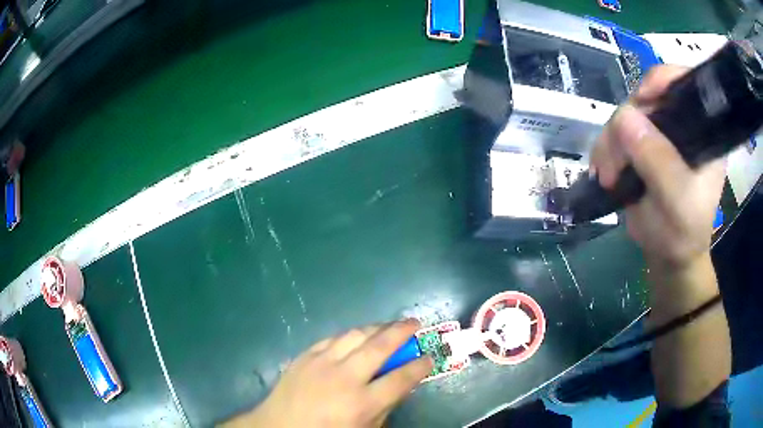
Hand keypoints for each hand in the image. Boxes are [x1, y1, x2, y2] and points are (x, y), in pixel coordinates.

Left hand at [224, 320, 431, 427]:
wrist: (279, 427)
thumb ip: (384, 408)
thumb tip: (400, 385)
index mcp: (362, 403)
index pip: (401, 378)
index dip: (420, 365)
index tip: (429, 357)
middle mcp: (344, 378)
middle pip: (380, 347)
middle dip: (402, 331)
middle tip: (415, 323)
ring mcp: (321, 363)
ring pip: (355, 335)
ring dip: (377, 327)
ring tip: (389, 325)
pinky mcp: (305, 356)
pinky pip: (332, 339)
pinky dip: (350, 335)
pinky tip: (357, 336)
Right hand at [591, 65, 725, 270]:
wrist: (668, 258)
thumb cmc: (682, 233)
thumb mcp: (677, 200)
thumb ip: (658, 160)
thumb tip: (624, 118)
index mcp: (702, 132)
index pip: (684, 84)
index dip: (662, 81)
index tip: (642, 101)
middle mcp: (681, 124)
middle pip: (648, 98)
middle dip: (627, 125)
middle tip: (615, 162)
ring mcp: (660, 134)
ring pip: (627, 115)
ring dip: (611, 142)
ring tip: (607, 175)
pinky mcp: (642, 146)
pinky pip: (617, 132)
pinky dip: (606, 149)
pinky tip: (605, 172)